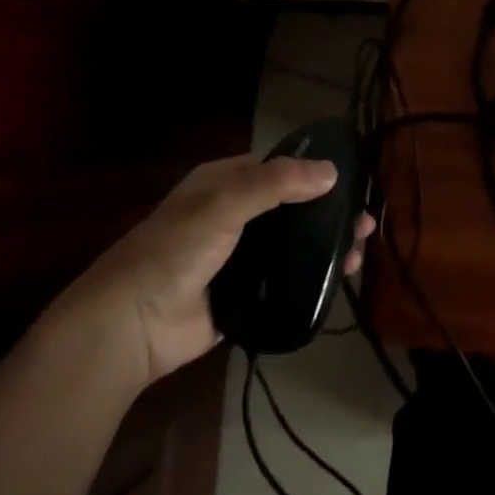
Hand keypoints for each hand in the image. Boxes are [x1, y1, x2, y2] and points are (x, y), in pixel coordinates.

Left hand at [52, 154, 375, 390]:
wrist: (131, 326)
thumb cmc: (174, 250)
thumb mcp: (224, 203)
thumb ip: (277, 184)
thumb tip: (332, 171)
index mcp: (224, 184)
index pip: (278, 168)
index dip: (314, 171)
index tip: (352, 180)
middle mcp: (234, 216)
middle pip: (293, 208)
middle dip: (328, 213)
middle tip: (363, 223)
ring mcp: (240, 258)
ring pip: (293, 245)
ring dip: (325, 246)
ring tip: (358, 253)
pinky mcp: (245, 295)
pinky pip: (286, 279)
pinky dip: (312, 277)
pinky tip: (340, 279)